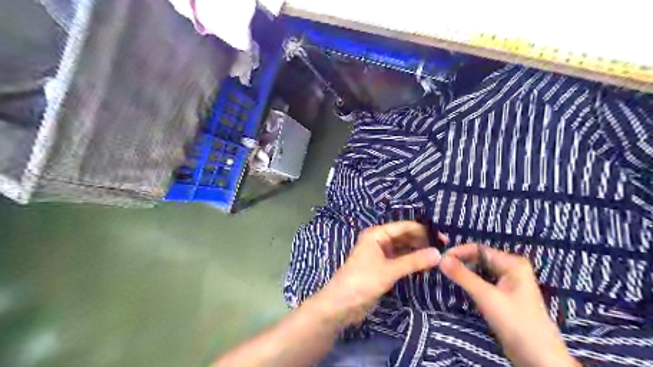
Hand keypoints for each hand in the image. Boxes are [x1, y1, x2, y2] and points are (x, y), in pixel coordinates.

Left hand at [310, 220, 443, 329]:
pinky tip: (424, 265)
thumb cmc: (363, 281)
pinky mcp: (381, 267)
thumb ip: (414, 261)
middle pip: (404, 236)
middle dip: (422, 241)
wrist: (341, 304)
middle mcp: (378, 240)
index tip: (443, 238)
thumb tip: (438, 253)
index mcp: (376, 234)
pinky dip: (411, 261)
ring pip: (403, 248)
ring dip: (417, 251)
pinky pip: (399, 259)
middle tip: (444, 249)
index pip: (404, 227)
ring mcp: (380, 253)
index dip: (424, 231)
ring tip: (438, 256)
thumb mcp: (389, 270)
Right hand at [441, 246, 577, 366]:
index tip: (439, 260)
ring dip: (463, 272)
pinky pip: (482, 282)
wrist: (539, 360)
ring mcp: (507, 282)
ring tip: (445, 276)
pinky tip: (458, 286)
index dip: (458, 252)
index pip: (478, 249)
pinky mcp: (503, 295)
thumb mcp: (487, 297)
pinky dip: (470, 282)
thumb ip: (463, 276)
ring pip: (479, 271)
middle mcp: (510, 268)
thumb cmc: (516, 323)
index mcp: (512, 263)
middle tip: (439, 269)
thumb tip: (440, 258)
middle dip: (460, 262)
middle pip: (478, 258)